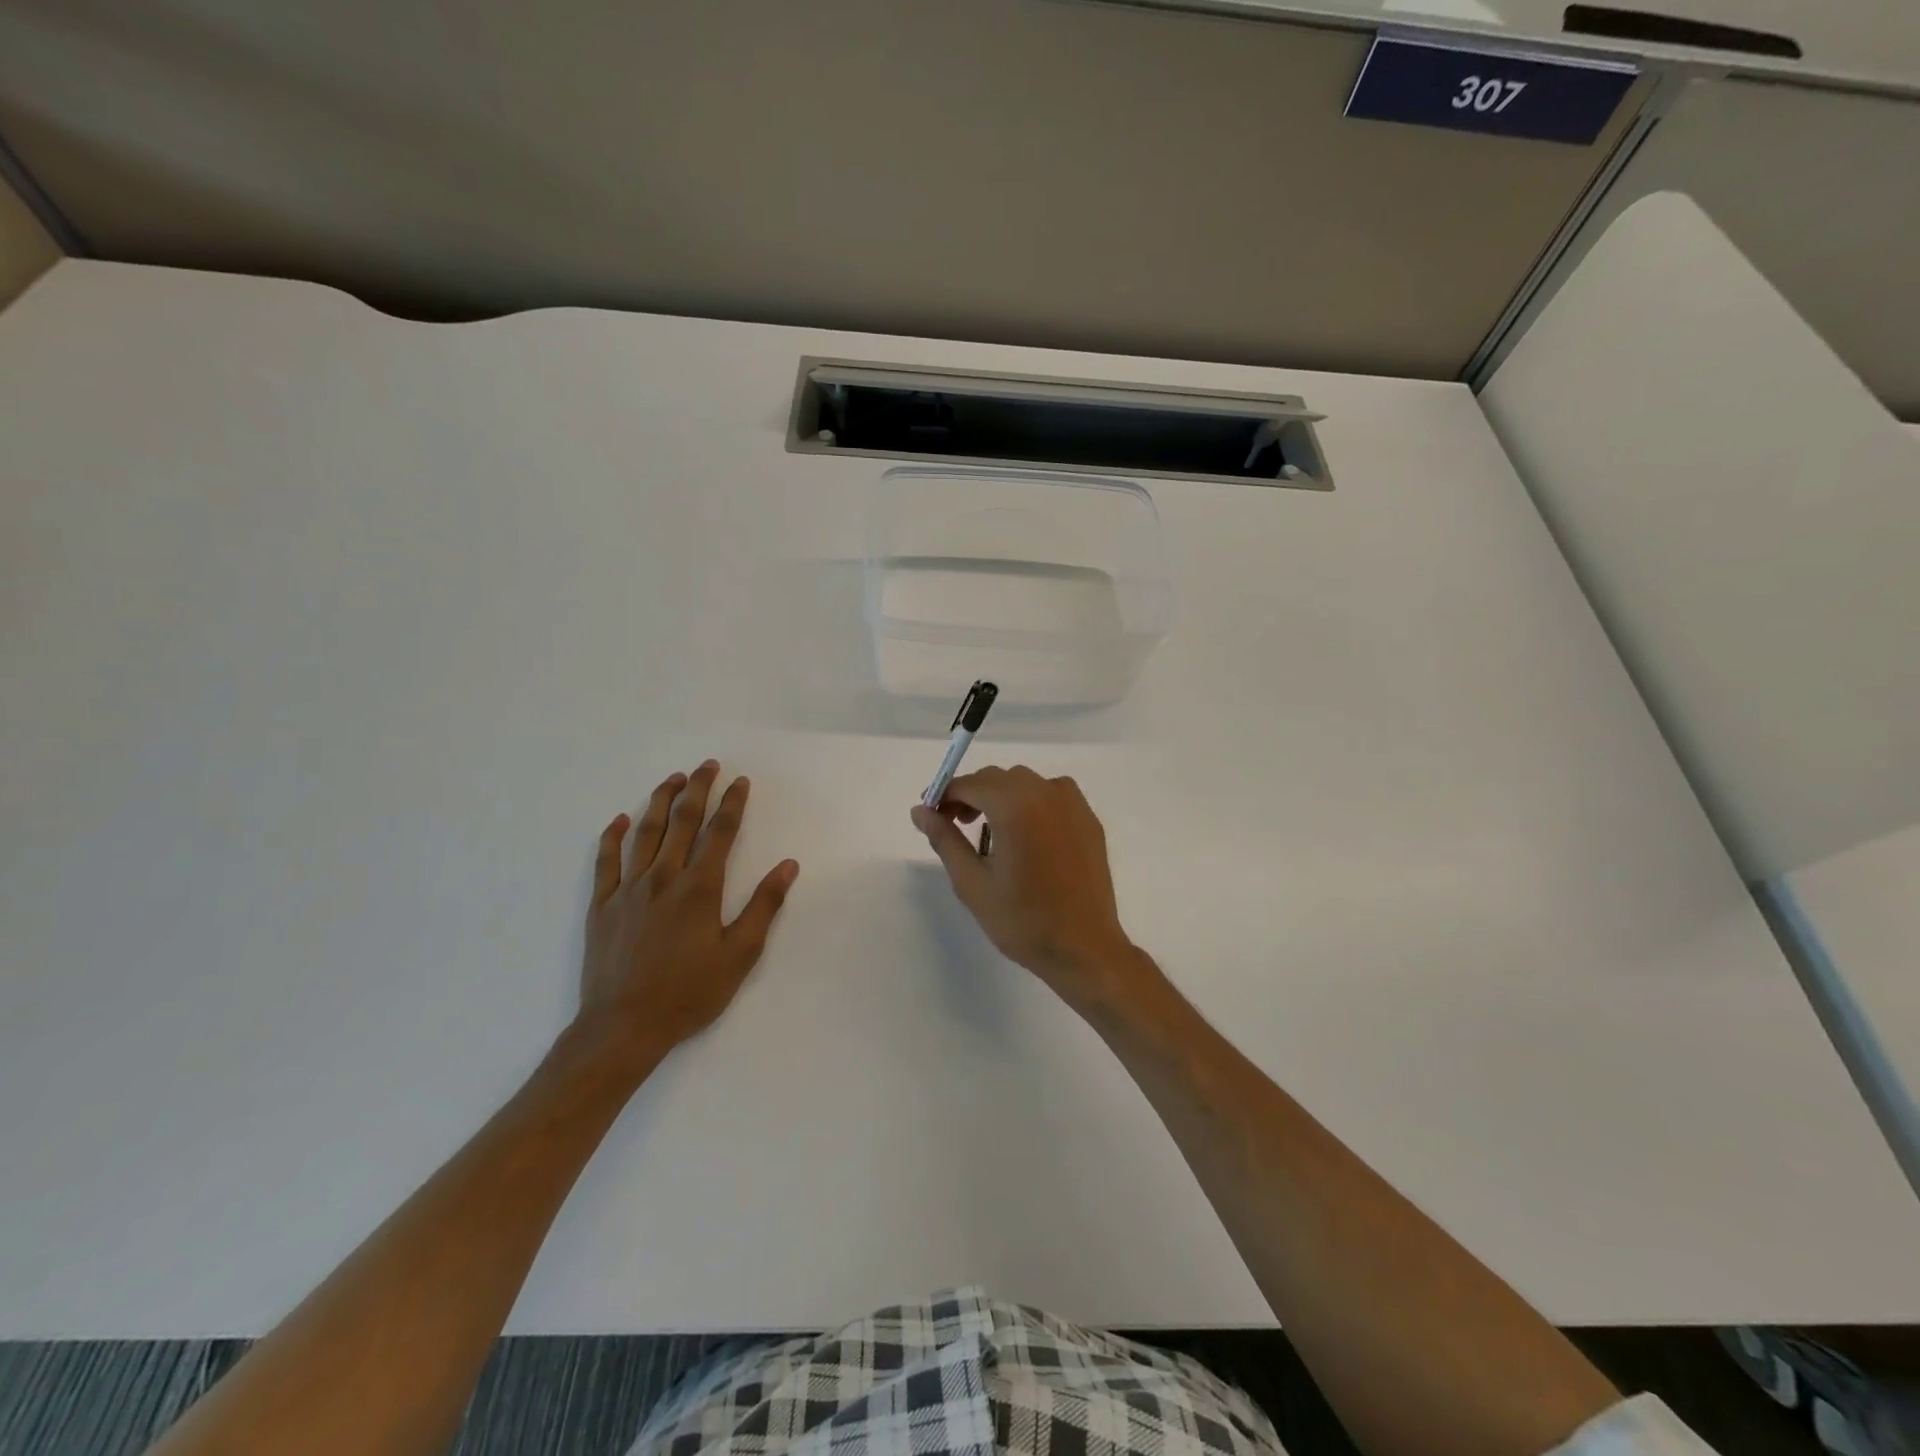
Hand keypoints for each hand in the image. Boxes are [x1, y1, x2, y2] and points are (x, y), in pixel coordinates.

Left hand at [573, 760, 798, 1073]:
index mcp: (699, 888)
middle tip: (707, 765)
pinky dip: (612, 837)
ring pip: (645, 833)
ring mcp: (628, 890)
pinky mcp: (602, 906)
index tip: (740, 781)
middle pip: (682, 821)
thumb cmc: (689, 993)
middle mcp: (663, 878)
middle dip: (698, 789)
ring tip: (673, 779)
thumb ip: (763, 906)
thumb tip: (787, 865)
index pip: (720, 833)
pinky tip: (620, 820)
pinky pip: (606, 861)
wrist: (623, 1027)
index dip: (732, 804)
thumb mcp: (740, 955)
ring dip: (661, 801)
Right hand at [911, 766, 1142, 1007]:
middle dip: (971, 795)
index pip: (969, 784)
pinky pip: (1051, 795)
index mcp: (1015, 806)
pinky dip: (1031, 803)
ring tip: (991, 832)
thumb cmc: (1022, 920)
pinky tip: (1026, 836)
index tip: (932, 815)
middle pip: (997, 779)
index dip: (945, 795)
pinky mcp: (1088, 819)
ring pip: (1025, 783)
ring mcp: (1072, 804)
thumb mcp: (972, 883)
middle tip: (956, 826)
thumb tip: (919, 810)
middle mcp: (1046, 792)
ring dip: (1001, 797)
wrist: (1084, 949)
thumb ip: (944, 839)